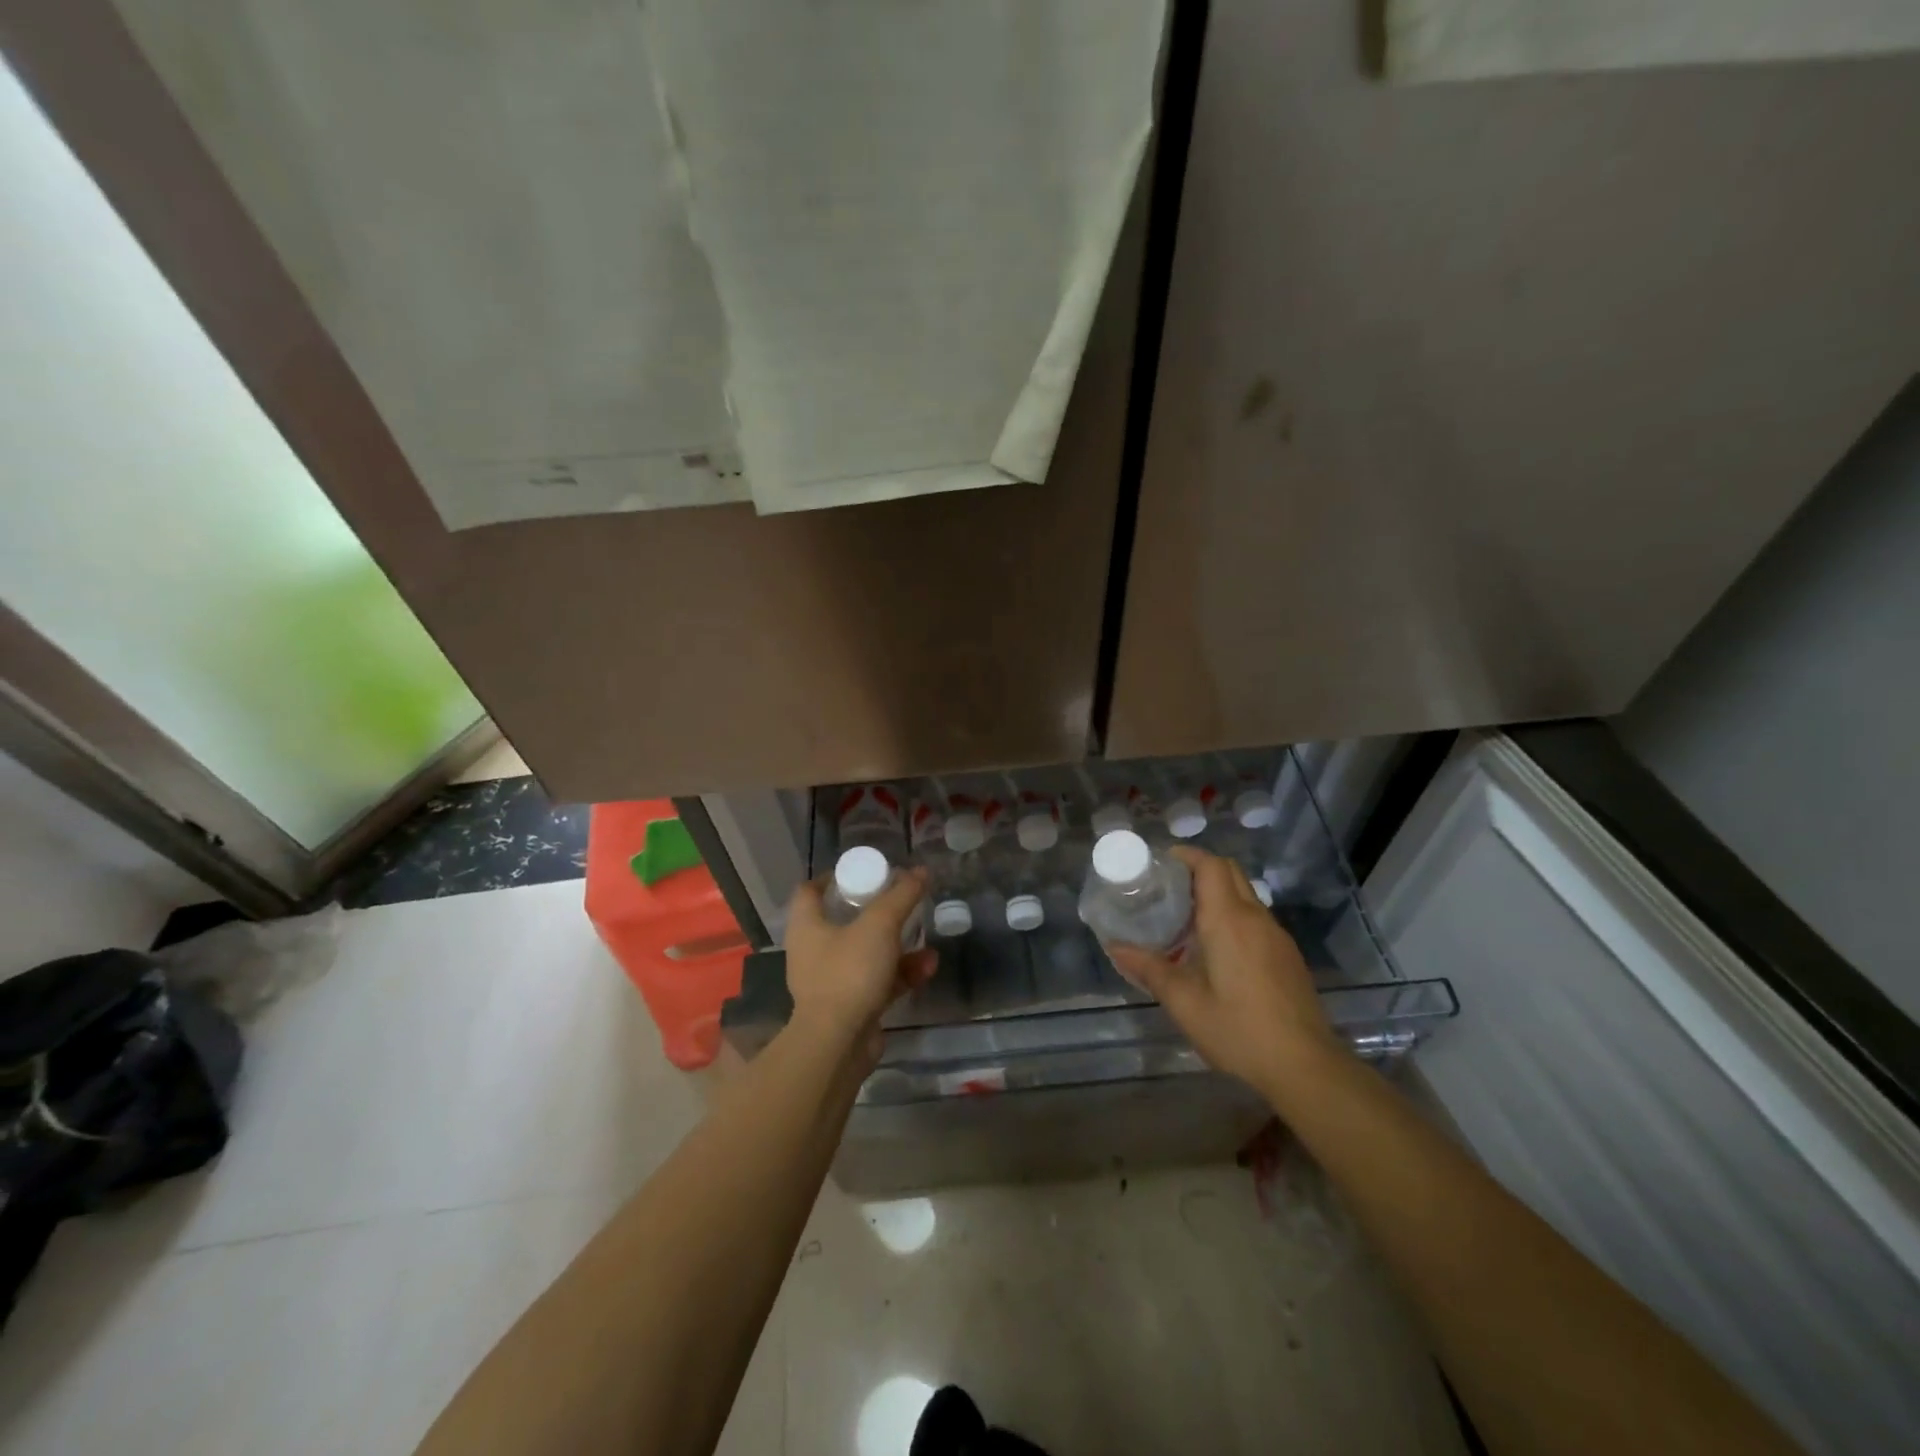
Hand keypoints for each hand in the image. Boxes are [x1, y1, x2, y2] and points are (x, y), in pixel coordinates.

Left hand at [783, 867, 935, 1062]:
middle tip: (899, 901)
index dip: (834, 877)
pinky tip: (928, 967)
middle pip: (842, 921)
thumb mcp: (880, 925)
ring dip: (897, 944)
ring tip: (925, 936)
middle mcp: (814, 951)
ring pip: (866, 952)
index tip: (863, 872)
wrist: (837, 1045)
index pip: (810, 890)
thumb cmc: (849, 972)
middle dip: (875, 912)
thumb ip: (902, 895)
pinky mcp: (851, 1006)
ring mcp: (831, 981)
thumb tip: (921, 870)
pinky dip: (901, 973)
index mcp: (807, 926)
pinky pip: (878, 981)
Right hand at [1106, 848, 1340, 1097]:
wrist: (1305, 1066)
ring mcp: (1276, 936)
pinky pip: (1256, 919)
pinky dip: (1233, 916)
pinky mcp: (1287, 956)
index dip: (1186, 855)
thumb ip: (1148, 969)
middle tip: (1168, 888)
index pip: (1210, 865)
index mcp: (1228, 920)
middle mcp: (1256, 918)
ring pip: (1245, 895)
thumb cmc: (1238, 1030)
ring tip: (1185, 918)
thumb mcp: (1184, 1003)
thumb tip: (1114, 947)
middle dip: (1199, 869)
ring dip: (1217, 894)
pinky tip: (1216, 950)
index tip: (1160, 864)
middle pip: (1229, 872)